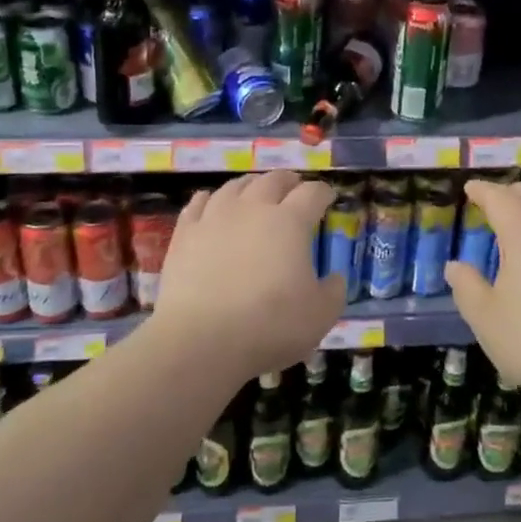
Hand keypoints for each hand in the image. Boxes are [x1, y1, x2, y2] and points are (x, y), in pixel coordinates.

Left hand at [153, 172, 344, 381]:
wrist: (201, 340)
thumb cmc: (270, 325)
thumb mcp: (320, 315)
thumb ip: (334, 291)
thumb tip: (335, 278)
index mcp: (290, 222)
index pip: (312, 193)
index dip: (323, 192)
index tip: (328, 197)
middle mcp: (253, 208)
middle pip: (273, 180)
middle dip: (288, 181)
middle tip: (294, 188)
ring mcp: (215, 217)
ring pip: (235, 186)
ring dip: (251, 185)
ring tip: (255, 191)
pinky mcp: (185, 233)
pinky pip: (198, 203)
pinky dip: (209, 199)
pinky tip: (210, 202)